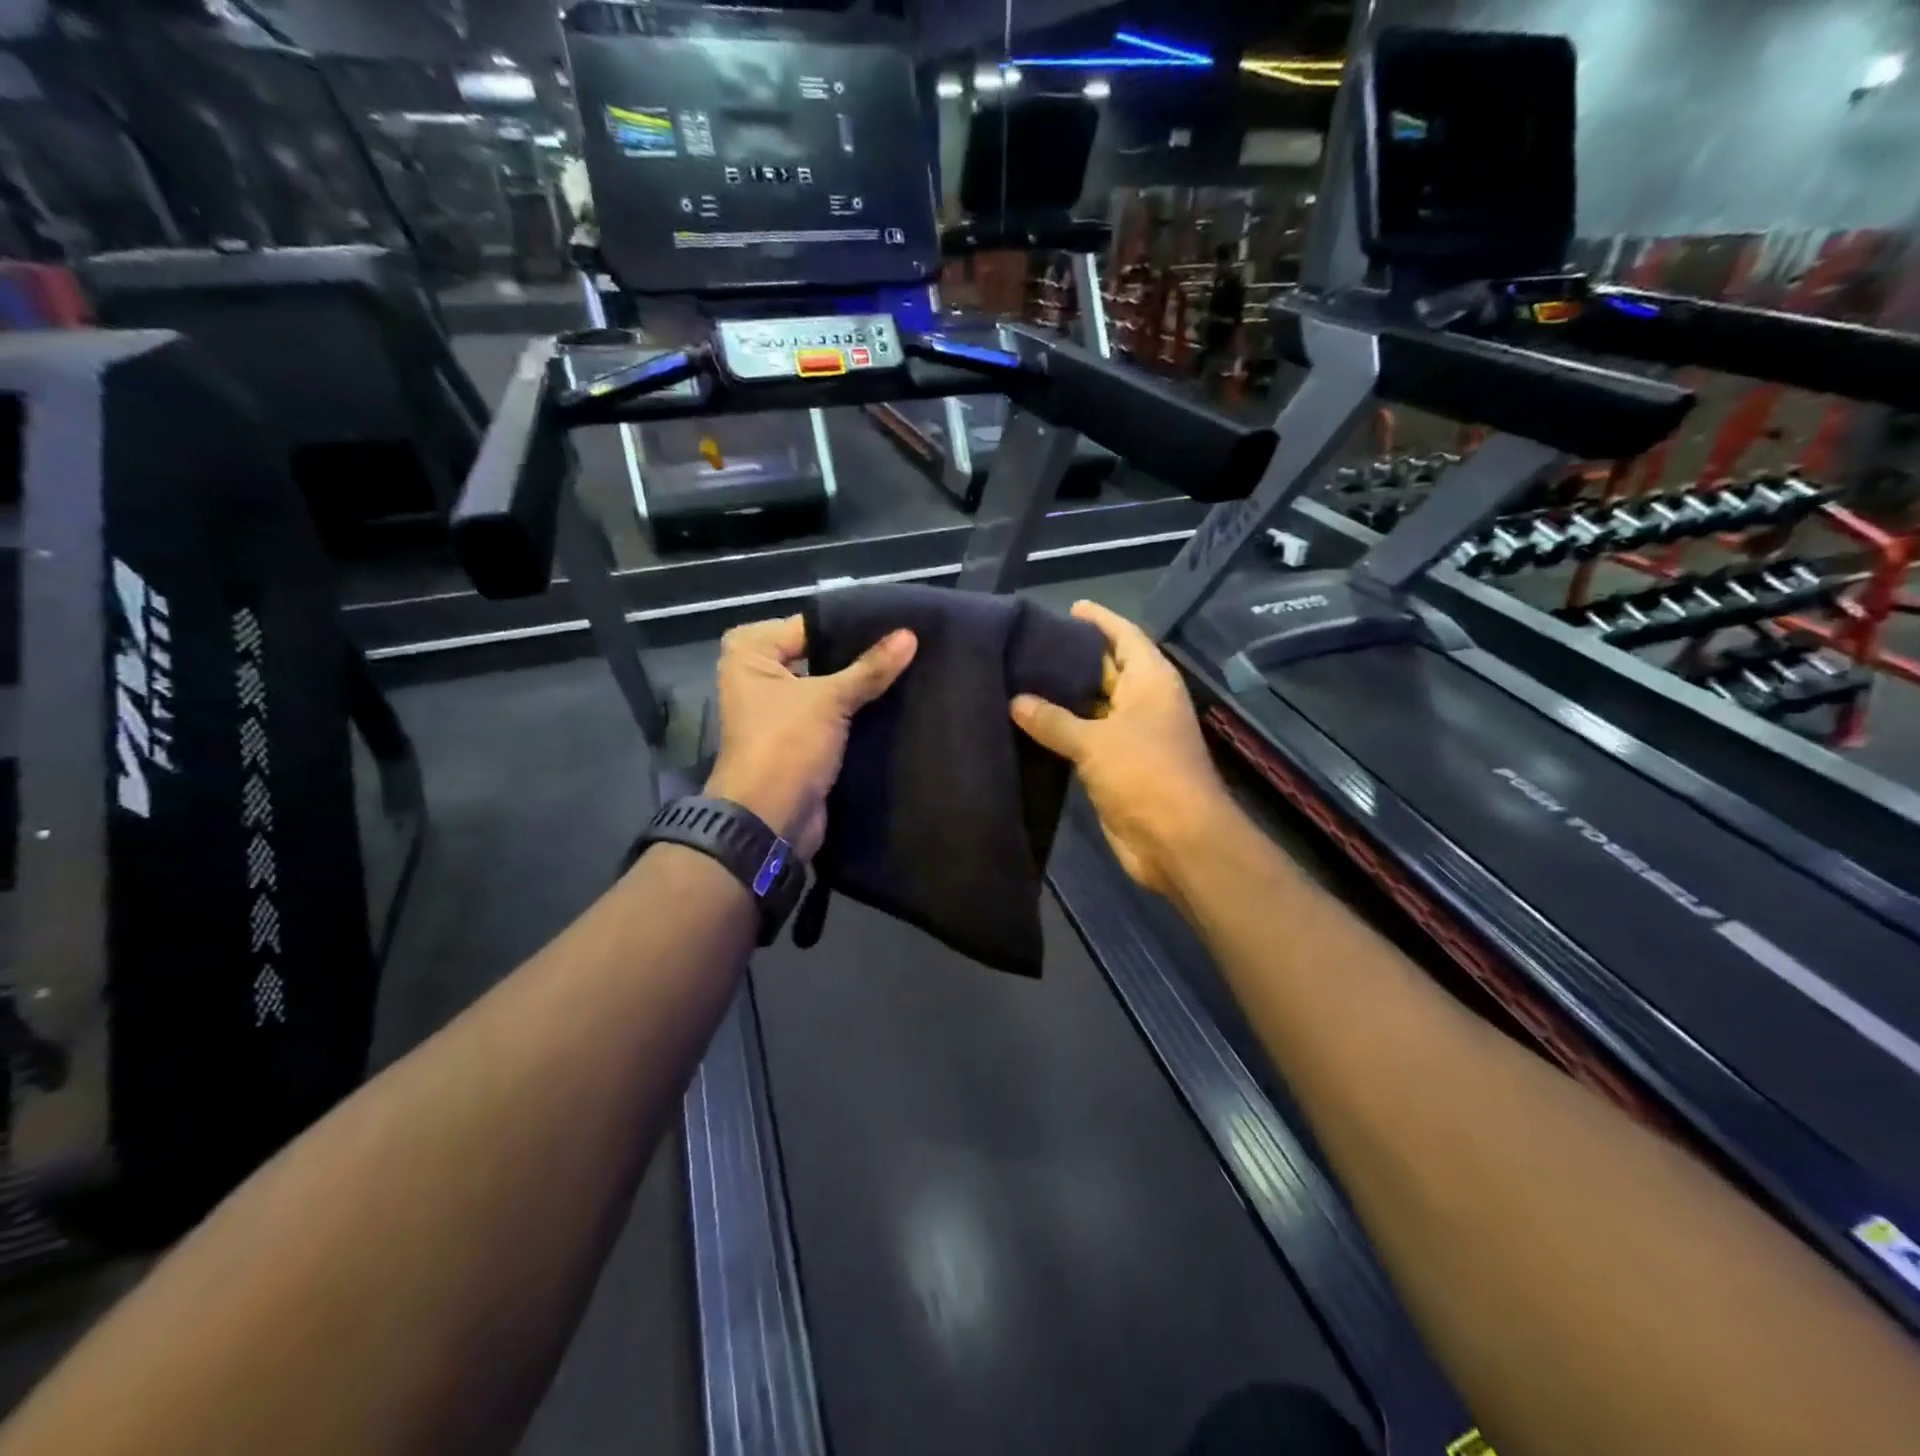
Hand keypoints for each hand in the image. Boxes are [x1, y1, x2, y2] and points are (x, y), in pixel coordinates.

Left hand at [705, 616, 916, 858]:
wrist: (770, 820)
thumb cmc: (786, 744)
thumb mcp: (829, 700)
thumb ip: (870, 668)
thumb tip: (910, 635)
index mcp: (750, 653)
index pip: (808, 626)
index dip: (850, 626)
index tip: (896, 622)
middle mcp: (759, 676)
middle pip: (818, 656)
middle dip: (858, 656)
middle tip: (908, 644)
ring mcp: (778, 710)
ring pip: (828, 687)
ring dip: (860, 686)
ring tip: (910, 667)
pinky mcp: (799, 738)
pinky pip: (832, 715)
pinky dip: (856, 712)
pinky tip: (896, 700)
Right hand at [1010, 601, 1228, 897]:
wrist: (1177, 840)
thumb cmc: (1145, 774)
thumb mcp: (1096, 741)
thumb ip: (1054, 720)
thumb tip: (1015, 701)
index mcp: (1151, 681)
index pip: (1125, 636)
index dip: (1100, 620)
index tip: (1069, 607)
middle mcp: (1144, 702)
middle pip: (1107, 669)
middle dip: (1073, 659)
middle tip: (1028, 645)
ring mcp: (1132, 736)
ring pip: (1094, 707)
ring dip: (1064, 698)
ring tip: (1020, 679)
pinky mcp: (1118, 767)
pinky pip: (1086, 739)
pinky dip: (1063, 731)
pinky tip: (1029, 724)